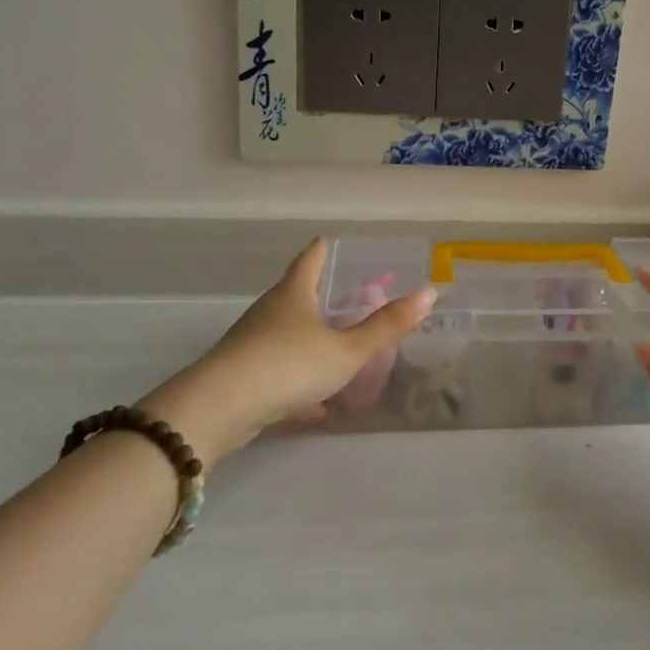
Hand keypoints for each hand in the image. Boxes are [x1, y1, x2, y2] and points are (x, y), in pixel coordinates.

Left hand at [139, 240, 435, 462]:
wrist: (220, 409)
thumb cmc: (289, 365)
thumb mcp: (347, 349)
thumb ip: (386, 325)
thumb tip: (429, 292)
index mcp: (293, 295)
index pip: (309, 260)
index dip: (321, 249)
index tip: (327, 241)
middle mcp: (269, 312)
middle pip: (295, 295)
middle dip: (318, 296)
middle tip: (344, 297)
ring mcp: (251, 344)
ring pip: (285, 335)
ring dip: (308, 339)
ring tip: (335, 350)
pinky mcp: (240, 377)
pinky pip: (277, 372)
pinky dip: (298, 381)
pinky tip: (317, 408)